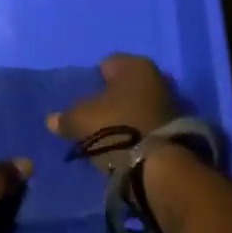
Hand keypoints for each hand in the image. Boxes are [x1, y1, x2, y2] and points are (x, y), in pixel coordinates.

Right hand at [46, 54, 179, 153]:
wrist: (159, 168)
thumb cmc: (117, 128)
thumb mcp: (81, 121)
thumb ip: (65, 117)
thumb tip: (51, 120)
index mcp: (135, 65)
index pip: (107, 65)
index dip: (92, 81)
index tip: (83, 101)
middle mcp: (158, 77)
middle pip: (126, 86)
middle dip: (113, 99)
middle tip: (96, 118)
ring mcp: (173, 104)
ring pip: (140, 105)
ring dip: (128, 117)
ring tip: (111, 137)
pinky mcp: (180, 131)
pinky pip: (151, 125)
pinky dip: (141, 133)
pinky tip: (128, 147)